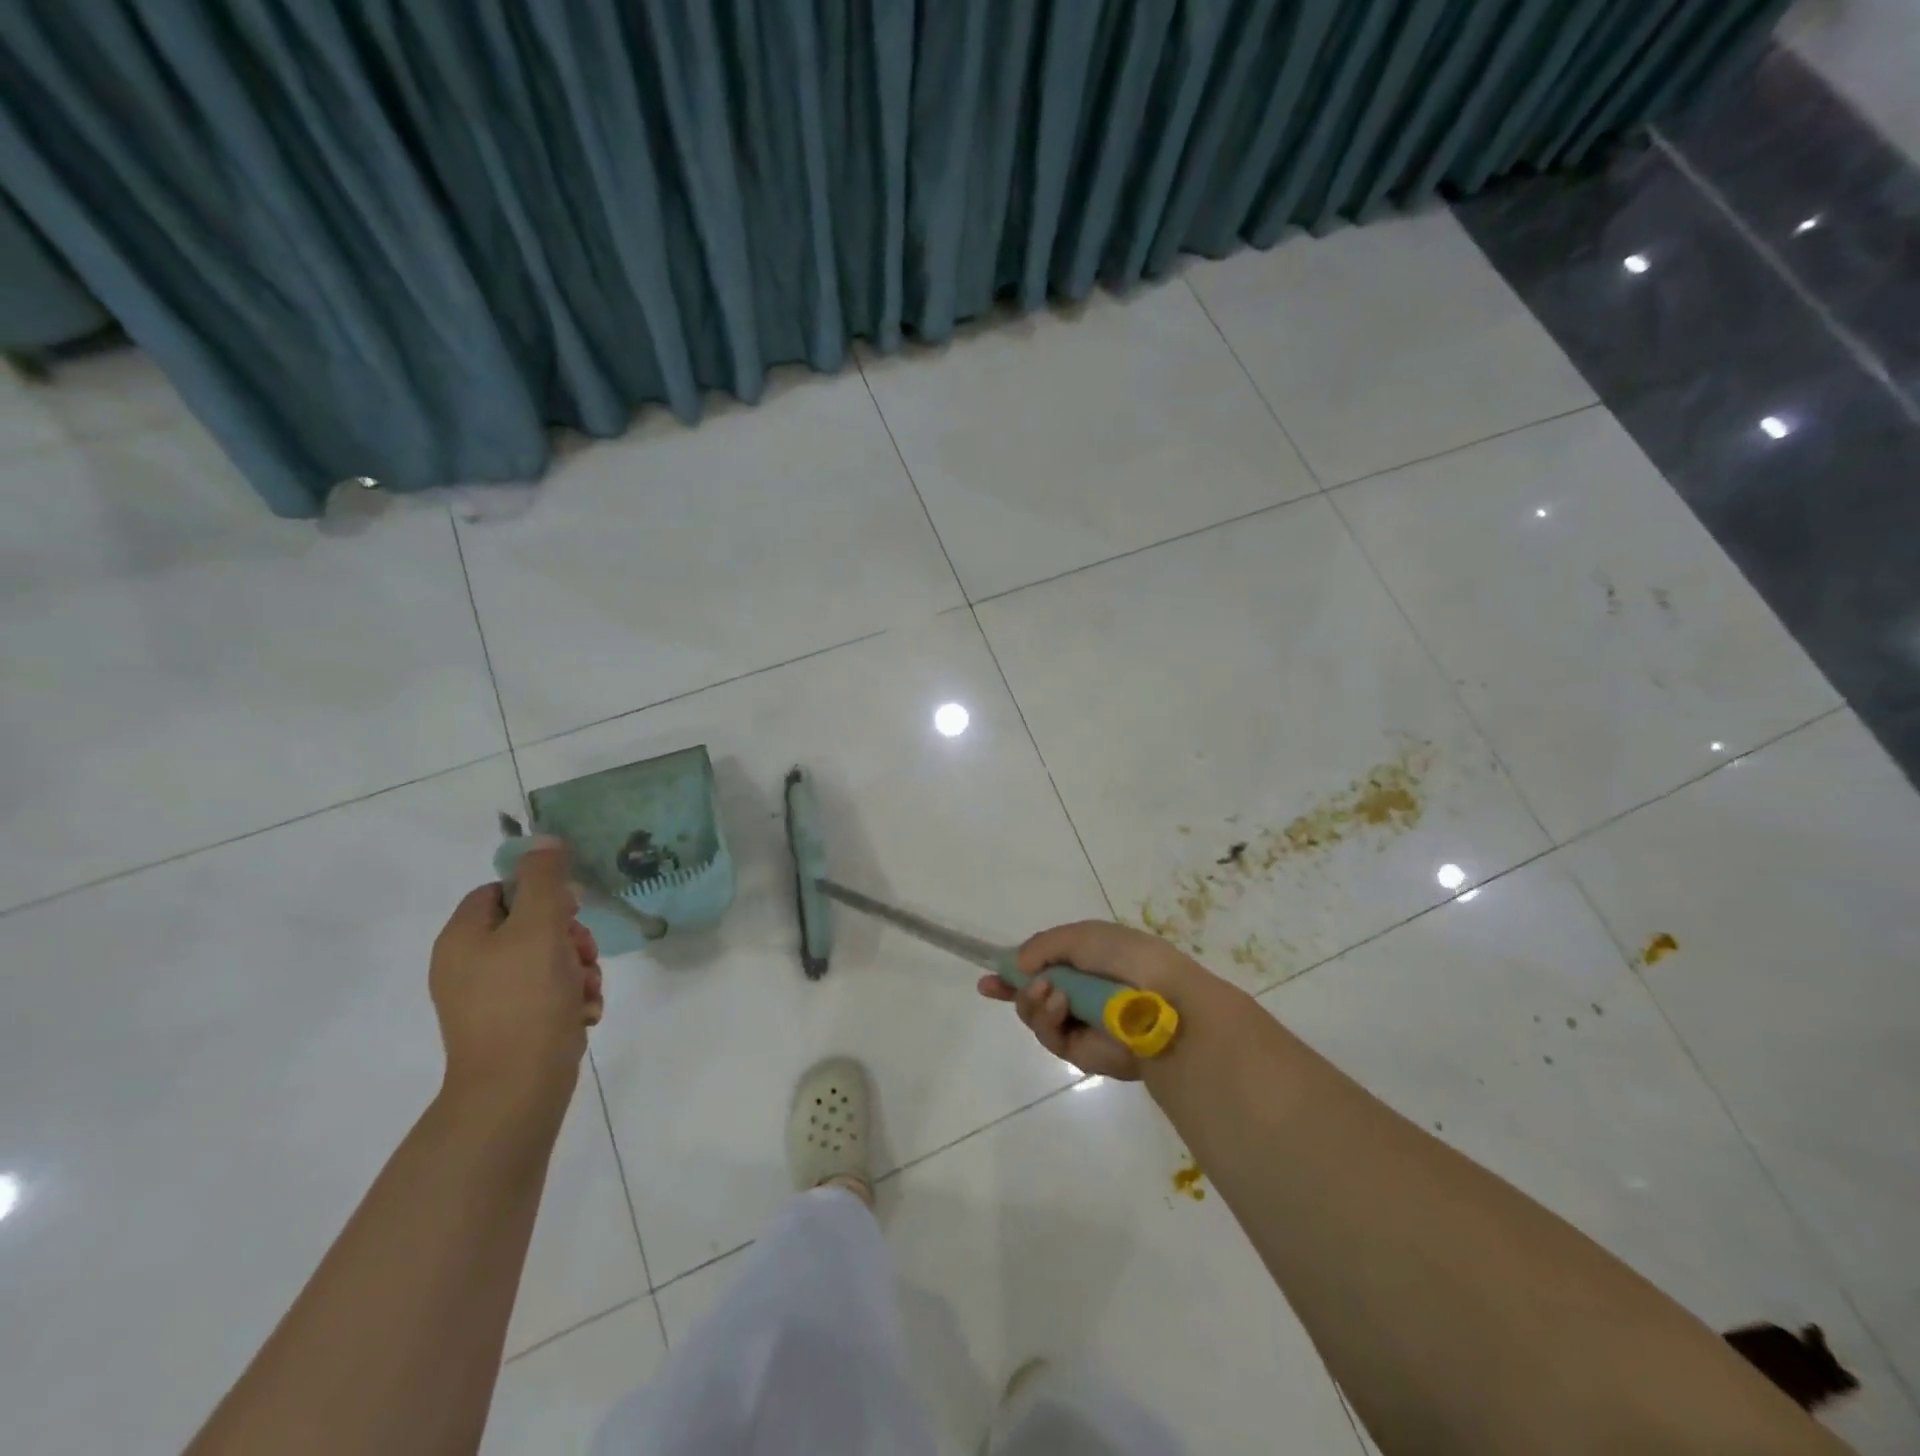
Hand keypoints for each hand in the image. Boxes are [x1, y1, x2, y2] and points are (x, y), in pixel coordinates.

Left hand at [429, 838, 603, 1116]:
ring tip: (586, 989)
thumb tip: (543, 840)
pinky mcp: (510, 1024)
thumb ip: (544, 879)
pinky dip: (570, 996)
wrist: (517, 1088)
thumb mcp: (541, 927)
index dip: (541, 894)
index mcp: (463, 937)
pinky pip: (547, 992)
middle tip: (583, 953)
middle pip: (530, 924)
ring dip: (578, 967)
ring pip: (547, 959)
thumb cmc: (526, 999)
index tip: (568, 912)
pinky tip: (583, 1011)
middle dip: (569, 936)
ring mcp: (488, 998)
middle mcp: (468, 964)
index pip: (502, 890)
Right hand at [977, 920, 1208, 1079]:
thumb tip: (1017, 966)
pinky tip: (1059, 1004)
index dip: (1013, 972)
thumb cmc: (1126, 958)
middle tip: (997, 985)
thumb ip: (1043, 946)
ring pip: (1034, 1014)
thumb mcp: (1082, 935)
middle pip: (1032, 994)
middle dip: (1013, 989)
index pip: (1042, 967)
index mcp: (1085, 962)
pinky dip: (1047, 1017)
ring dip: (1032, 1000)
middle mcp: (1079, 993)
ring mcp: (1079, 1023)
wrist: (1161, 1001)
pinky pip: (1049, 1035)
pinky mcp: (1080, 1051)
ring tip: (1048, 991)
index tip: (988, 980)